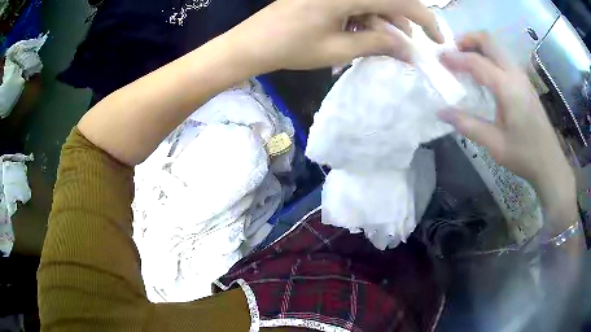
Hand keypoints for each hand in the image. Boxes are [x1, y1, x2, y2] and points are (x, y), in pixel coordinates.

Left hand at [222, 0, 442, 72]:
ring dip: (383, 21)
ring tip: (386, 44)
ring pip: (372, 1)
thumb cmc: (291, 48)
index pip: (399, 0)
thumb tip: (409, 50)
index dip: (424, 18)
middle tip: (408, 46)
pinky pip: (356, 2)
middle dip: (402, 22)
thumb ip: (377, 44)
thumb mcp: (339, 49)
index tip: (437, 38)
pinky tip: (365, 33)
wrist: (251, 43)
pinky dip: (366, 17)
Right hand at [438, 33, 576, 230]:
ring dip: (478, 46)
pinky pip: (503, 58)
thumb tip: (441, 113)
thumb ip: (468, 125)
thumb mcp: (495, 144)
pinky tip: (484, 74)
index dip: (455, 58)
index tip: (439, 60)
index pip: (476, 62)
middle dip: (467, 39)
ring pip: (497, 46)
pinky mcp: (524, 82)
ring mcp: (521, 76)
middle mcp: (514, 74)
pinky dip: (489, 56)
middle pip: (488, 40)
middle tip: (453, 51)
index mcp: (507, 87)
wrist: (550, 162)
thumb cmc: (524, 155)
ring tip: (465, 60)